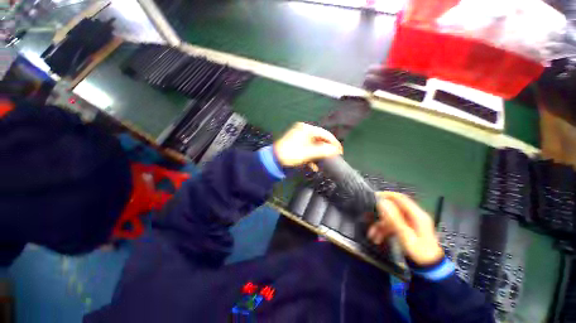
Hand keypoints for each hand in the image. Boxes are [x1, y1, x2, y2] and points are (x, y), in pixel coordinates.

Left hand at [273, 122, 342, 166]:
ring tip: (325, 162)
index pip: (324, 134)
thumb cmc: (291, 154)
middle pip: (320, 140)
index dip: (333, 142)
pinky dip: (312, 157)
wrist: (274, 161)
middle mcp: (304, 131)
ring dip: (319, 155)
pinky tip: (315, 166)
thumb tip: (336, 150)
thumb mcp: (308, 153)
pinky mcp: (297, 145)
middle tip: (334, 157)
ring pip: (314, 145)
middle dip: (326, 149)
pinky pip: (308, 149)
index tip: (340, 151)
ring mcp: (300, 138)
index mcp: (306, 129)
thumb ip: (323, 151)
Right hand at [368, 192, 443, 265]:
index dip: (387, 195)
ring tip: (372, 234)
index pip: (401, 198)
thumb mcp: (406, 236)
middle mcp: (413, 217)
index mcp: (417, 216)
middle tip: (368, 215)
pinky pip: (391, 225)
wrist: (429, 269)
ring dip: (380, 225)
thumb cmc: (419, 253)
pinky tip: (377, 238)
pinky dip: (383, 230)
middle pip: (393, 208)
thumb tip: (382, 203)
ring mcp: (409, 223)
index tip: (373, 197)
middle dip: (380, 213)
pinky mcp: (405, 229)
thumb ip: (394, 219)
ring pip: (390, 218)